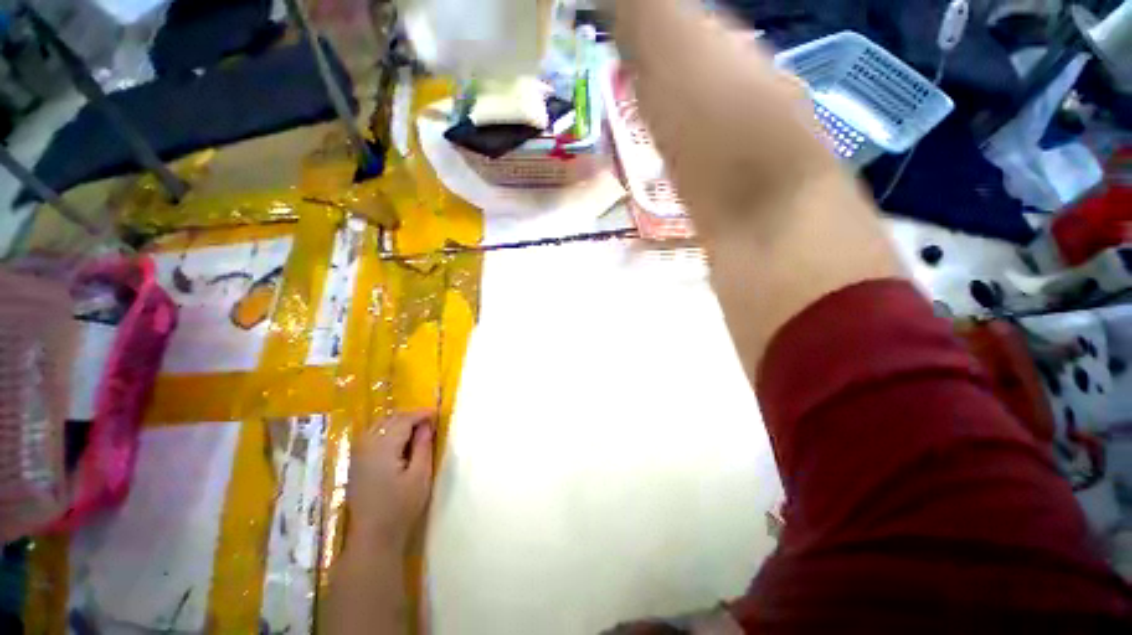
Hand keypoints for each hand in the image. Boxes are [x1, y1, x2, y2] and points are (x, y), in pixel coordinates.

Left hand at [347, 411, 435, 552]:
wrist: (373, 537)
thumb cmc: (401, 508)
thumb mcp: (420, 476)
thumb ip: (423, 446)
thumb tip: (427, 424)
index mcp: (383, 449)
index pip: (403, 420)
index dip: (421, 414)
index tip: (437, 414)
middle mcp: (367, 447)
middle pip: (389, 420)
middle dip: (410, 416)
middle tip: (429, 421)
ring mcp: (358, 455)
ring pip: (378, 426)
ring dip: (397, 422)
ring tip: (416, 428)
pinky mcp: (356, 463)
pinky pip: (371, 435)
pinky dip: (386, 430)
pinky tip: (398, 439)